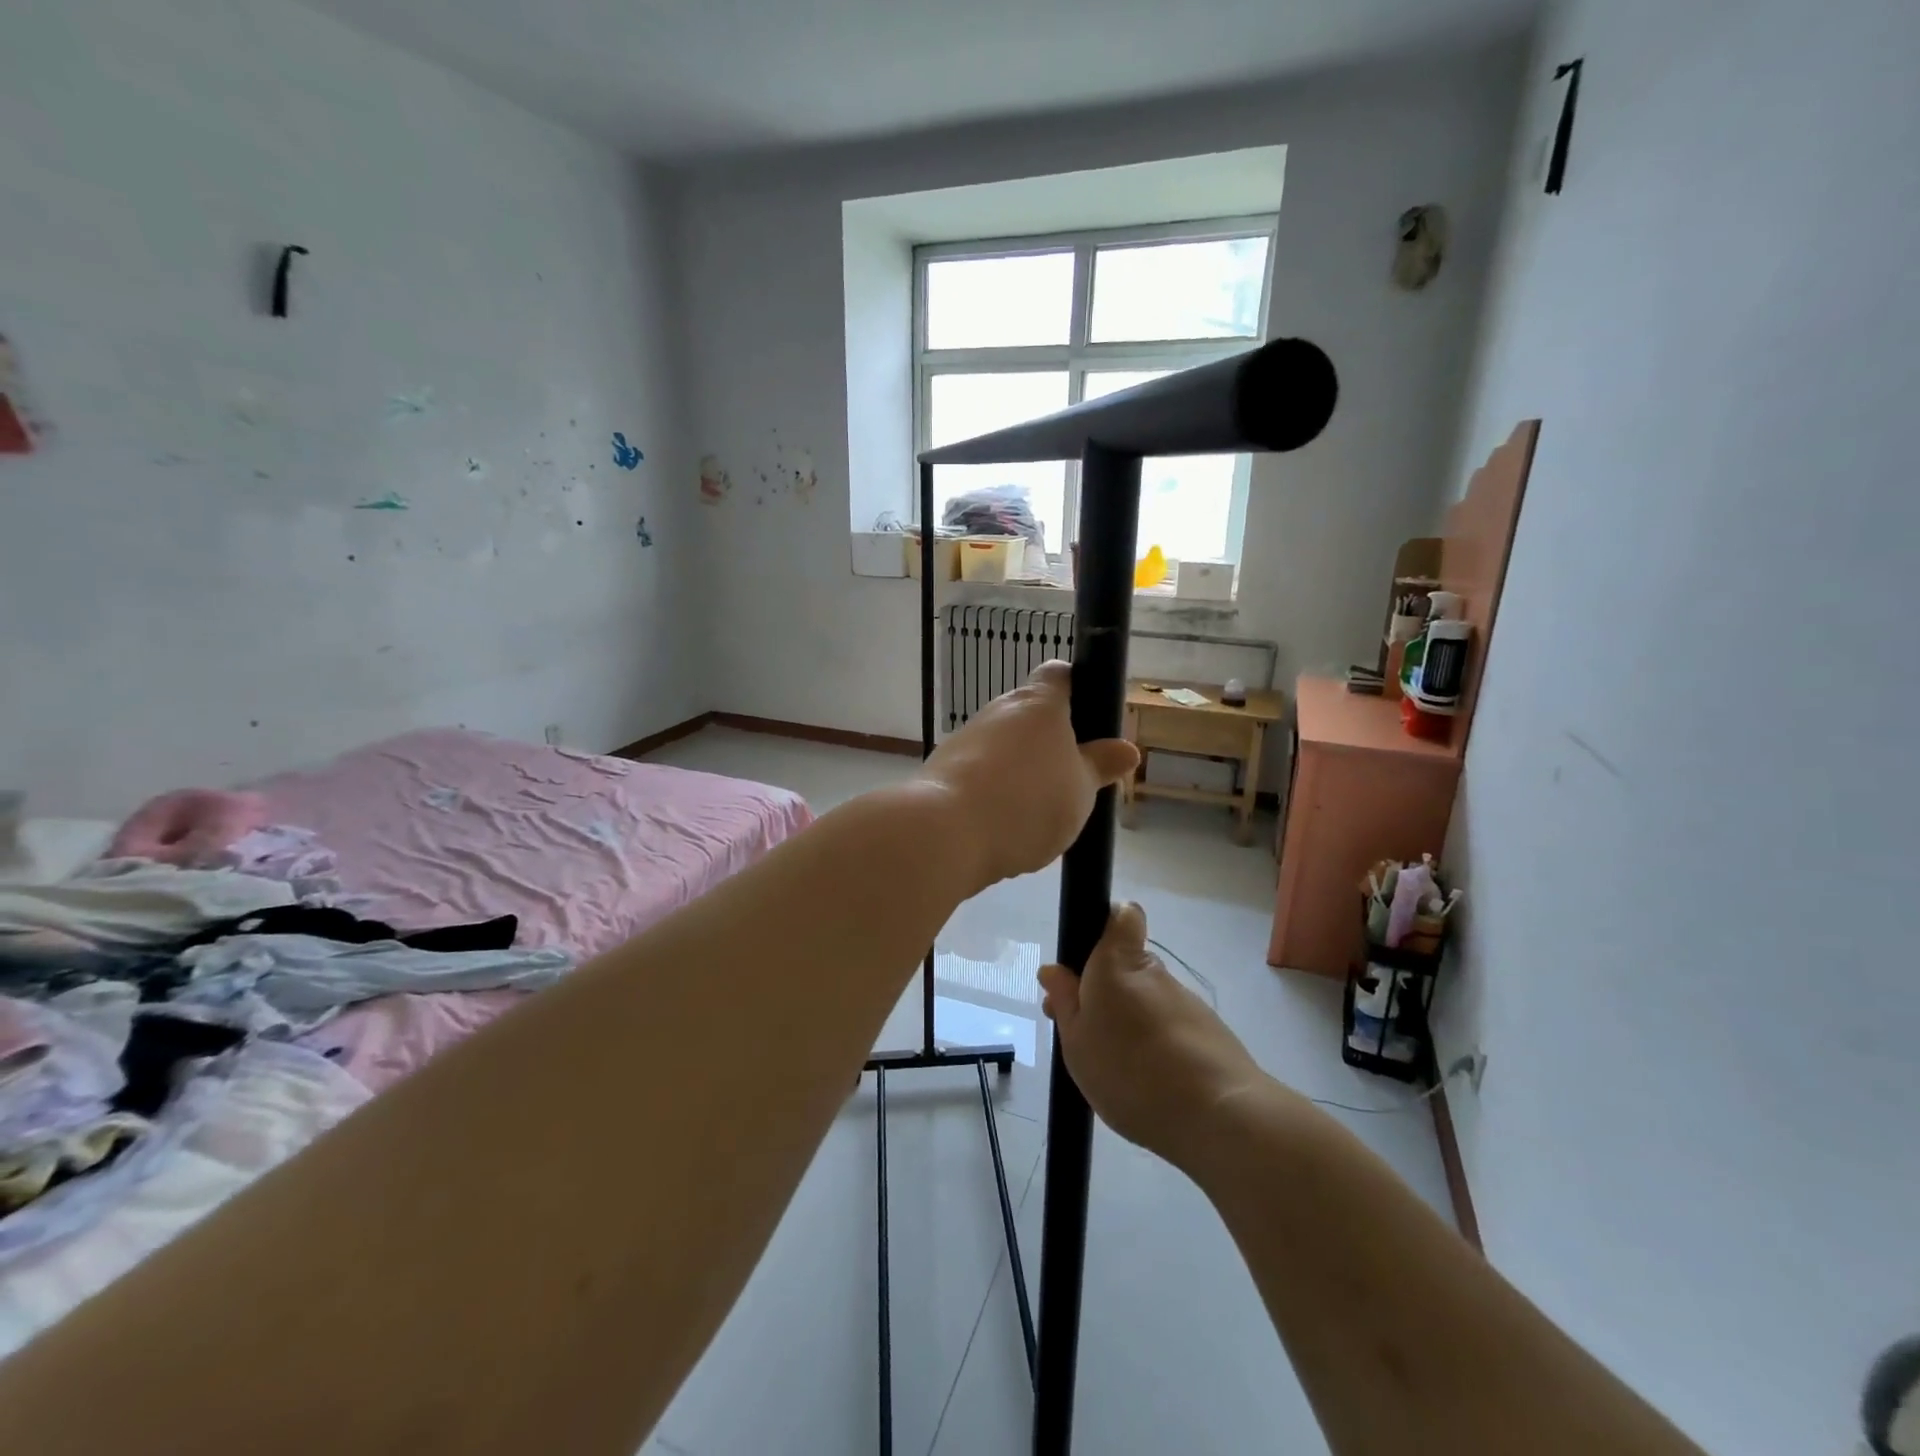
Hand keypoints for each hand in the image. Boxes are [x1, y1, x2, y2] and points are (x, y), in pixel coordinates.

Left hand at [918, 661, 1137, 890]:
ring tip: (1041, 810)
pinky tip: (1006, 824)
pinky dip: (995, 789)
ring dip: (1022, 767)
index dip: (1078, 687)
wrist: (945, 832)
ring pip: (1005, 745)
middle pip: (1031, 714)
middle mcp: (999, 710)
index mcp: (1038, 703)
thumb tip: (1126, 749)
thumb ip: (1100, 766)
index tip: (1092, 719)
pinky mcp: (944, 769)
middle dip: (1052, 741)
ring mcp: (967, 738)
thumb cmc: (1028, 800)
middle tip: (1074, 778)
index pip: (1059, 674)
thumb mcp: (1081, 789)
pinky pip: (981, 772)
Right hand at [1039, 903, 1265, 1169]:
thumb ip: (1065, 1003)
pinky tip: (1151, 1087)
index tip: (1087, 963)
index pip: (1122, 915)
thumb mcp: (1076, 1042)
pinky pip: (1172, 1029)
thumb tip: (1053, 970)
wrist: (1217, 1116)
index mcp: (1117, 963)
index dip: (1107, 927)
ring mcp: (1186, 1002)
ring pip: (1149, 1001)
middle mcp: (1154, 973)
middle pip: (1127, 968)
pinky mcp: (1211, 1033)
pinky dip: (1158, 1047)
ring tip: (1119, 1074)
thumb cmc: (1129, 1071)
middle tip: (1086, 1037)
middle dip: (1106, 993)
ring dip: (1132, 1024)